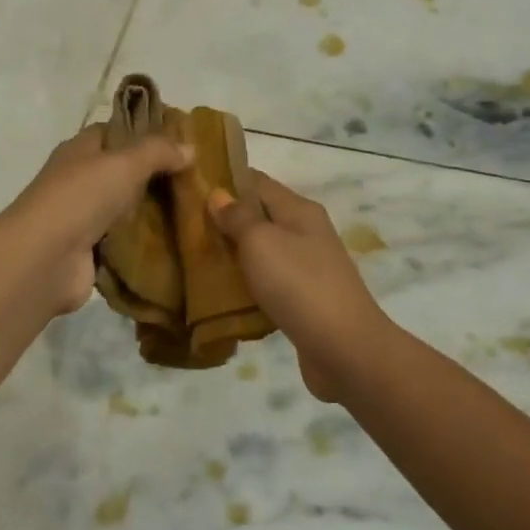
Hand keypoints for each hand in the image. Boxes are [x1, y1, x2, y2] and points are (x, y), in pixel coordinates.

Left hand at [2, 124, 191, 314]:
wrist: (45, 260)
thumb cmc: (81, 198)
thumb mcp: (125, 163)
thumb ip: (158, 152)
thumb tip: (190, 147)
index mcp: (80, 150)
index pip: (115, 132)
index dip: (145, 132)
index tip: (182, 140)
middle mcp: (80, 180)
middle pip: (124, 172)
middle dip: (157, 176)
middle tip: (198, 180)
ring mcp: (83, 218)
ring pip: (126, 209)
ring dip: (154, 213)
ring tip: (196, 212)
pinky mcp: (90, 252)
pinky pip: (125, 242)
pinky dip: (145, 244)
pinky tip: (177, 242)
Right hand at [208, 172, 395, 400]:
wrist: (345, 348)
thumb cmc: (299, 284)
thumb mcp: (261, 241)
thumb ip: (238, 217)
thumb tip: (218, 194)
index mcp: (299, 210)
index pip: (257, 182)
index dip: (224, 180)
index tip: (189, 187)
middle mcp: (306, 232)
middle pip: (260, 216)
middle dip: (224, 220)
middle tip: (184, 227)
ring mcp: (308, 267)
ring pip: (263, 250)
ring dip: (234, 254)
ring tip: (196, 259)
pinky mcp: (305, 299)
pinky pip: (269, 282)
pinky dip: (247, 283)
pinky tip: (223, 294)